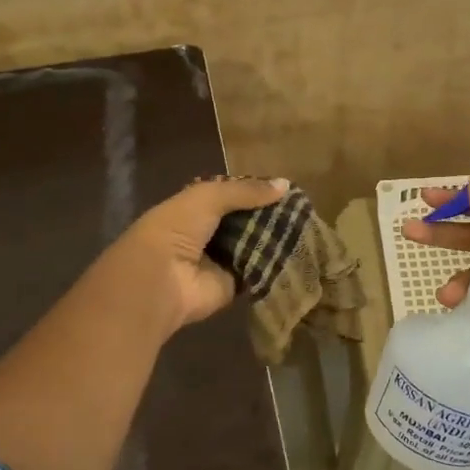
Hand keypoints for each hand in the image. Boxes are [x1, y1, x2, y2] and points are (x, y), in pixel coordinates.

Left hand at [107, 176, 287, 334]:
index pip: (231, 196)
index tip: (285, 189)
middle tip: (303, 209)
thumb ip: (245, 191)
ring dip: (275, 238)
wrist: (160, 280)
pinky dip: (275, 264)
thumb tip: (285, 185)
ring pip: (255, 245)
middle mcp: (209, 233)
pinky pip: (258, 271)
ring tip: (308, 227)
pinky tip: (300, 252)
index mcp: (196, 208)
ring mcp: (221, 260)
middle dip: (270, 215)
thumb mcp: (208, 197)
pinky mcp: (233, 285)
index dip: (255, 191)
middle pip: (246, 221)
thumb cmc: (177, 230)